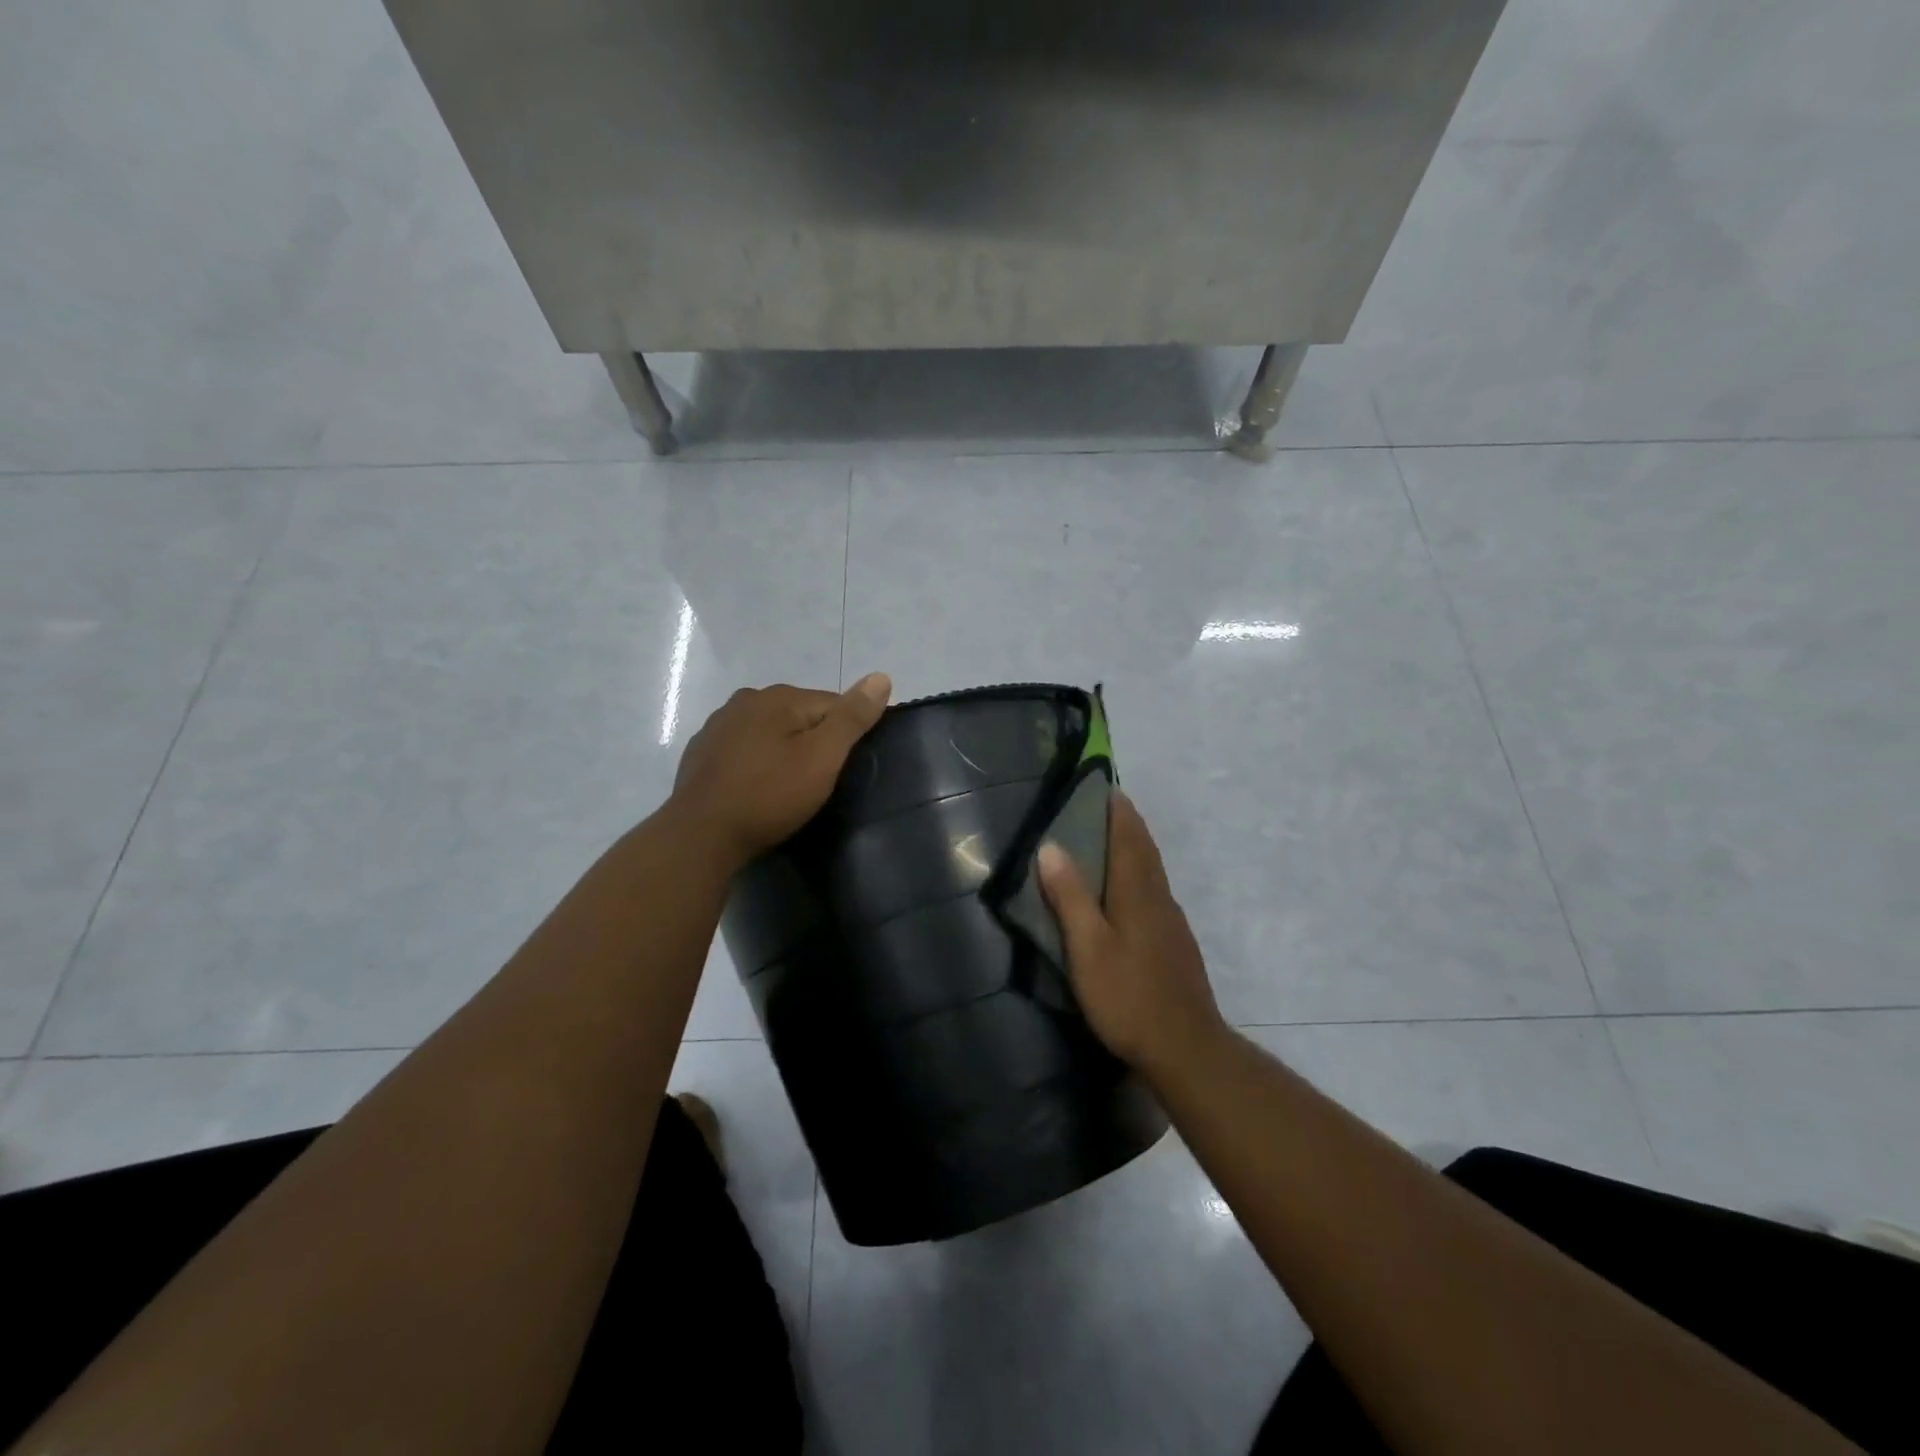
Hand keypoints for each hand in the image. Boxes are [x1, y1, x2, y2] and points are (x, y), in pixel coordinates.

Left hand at [670, 673, 891, 869]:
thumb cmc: (769, 796)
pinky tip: (757, 789)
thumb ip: (852, 717)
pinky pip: (744, 750)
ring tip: (789, 789)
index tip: (846, 769)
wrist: (700, 836)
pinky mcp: (702, 752)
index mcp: (778, 696)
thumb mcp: (822, 758)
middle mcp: (746, 699)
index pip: (833, 705)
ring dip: (783, 751)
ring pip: (770, 732)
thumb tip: (882, 677)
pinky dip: (756, 763)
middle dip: (814, 742)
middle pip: (800, 716)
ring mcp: (718, 725)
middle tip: (819, 783)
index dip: (847, 736)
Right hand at [1038, 792, 1227, 1081]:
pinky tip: (1126, 891)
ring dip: (1134, 847)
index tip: (1104, 785)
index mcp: (1137, 892)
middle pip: (1144, 849)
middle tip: (1103, 805)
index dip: (1118, 809)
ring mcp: (1171, 921)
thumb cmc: (1128, 996)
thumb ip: (1070, 897)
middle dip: (1127, 823)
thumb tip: (1051, 846)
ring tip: (1108, 839)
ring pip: (1152, 871)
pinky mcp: (1175, 943)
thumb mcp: (1088, 947)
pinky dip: (1138, 874)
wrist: (1186, 1048)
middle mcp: (1159, 898)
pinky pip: (1154, 892)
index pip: (1129, 836)